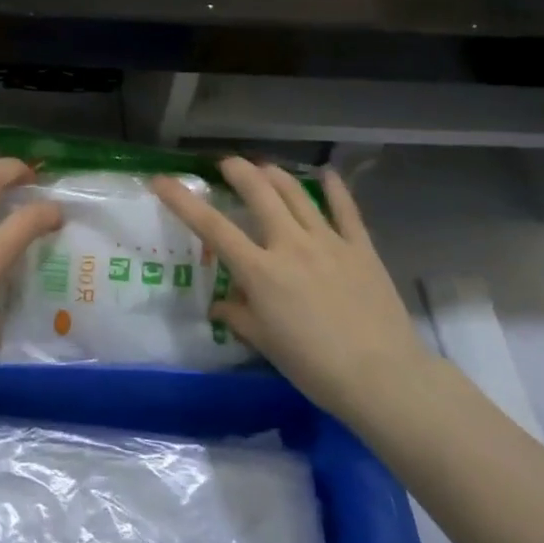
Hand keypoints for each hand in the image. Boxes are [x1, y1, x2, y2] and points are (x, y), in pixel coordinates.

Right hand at [152, 159, 428, 420]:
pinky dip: (334, 188)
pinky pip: (345, 209)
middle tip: (226, 165)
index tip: (162, 180)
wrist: (381, 377)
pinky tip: (326, 174)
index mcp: (260, 271)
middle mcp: (290, 245)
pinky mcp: (360, 247)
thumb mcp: (265, 343)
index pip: (212, 227)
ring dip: (275, 174)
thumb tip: (219, 305)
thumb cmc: (314, 366)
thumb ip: (238, 316)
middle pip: (259, 192)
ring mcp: (328, 241)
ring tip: (263, 168)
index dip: (182, 200)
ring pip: (296, 193)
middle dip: (238, 170)